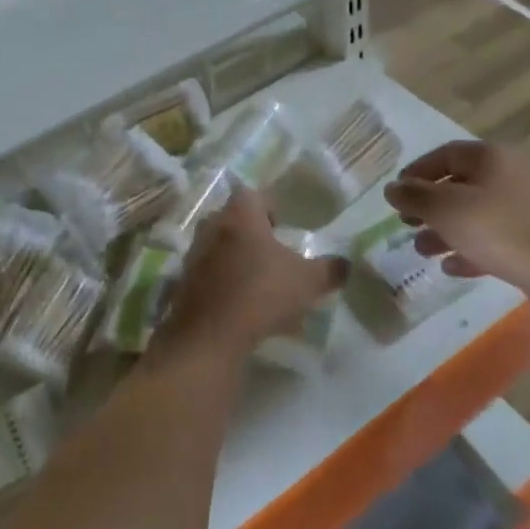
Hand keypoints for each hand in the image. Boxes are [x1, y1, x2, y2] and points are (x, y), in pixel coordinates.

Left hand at [158, 185, 345, 357]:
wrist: (211, 334)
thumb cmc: (262, 293)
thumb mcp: (307, 282)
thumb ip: (330, 270)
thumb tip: (347, 264)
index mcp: (240, 214)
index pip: (252, 195)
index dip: (268, 207)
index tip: (281, 227)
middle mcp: (212, 225)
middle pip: (232, 218)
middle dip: (250, 232)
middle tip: (270, 253)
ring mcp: (194, 253)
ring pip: (217, 245)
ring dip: (234, 257)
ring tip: (255, 281)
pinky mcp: (183, 281)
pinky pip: (206, 272)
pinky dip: (221, 280)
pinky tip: (237, 304)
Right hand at [383, 140, 529, 296]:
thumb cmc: (499, 229)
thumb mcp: (446, 209)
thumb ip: (414, 196)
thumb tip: (392, 188)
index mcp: (491, 157)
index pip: (445, 154)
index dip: (417, 172)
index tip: (397, 193)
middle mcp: (510, 176)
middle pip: (459, 185)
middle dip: (429, 206)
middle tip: (406, 224)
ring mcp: (524, 209)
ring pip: (475, 214)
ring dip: (445, 230)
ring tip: (422, 250)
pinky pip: (493, 239)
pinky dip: (469, 249)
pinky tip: (450, 267)